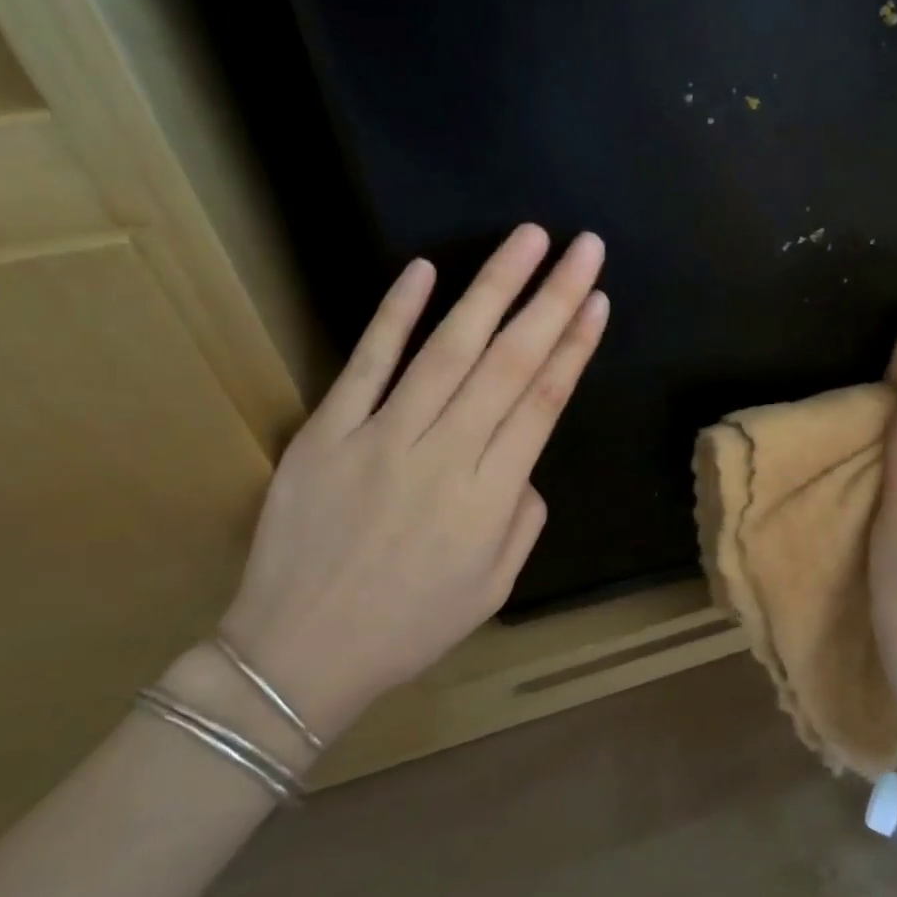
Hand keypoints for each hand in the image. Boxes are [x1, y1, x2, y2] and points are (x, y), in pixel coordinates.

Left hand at [218, 225, 608, 739]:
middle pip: (510, 362)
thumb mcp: (493, 587)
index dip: (576, 345)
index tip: (599, 298)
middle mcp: (445, 455)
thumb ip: (524, 517)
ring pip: (448, 349)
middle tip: (584, 247)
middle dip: (553, 297)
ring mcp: (382, 438)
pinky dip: (395, 315)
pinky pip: (366, 364)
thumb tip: (524, 461)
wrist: (297, 656)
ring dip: (492, 288)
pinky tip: (424, 270)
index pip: (544, 401)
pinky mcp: (327, 432)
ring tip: (528, 240)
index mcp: (491, 496)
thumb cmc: (408, 627)